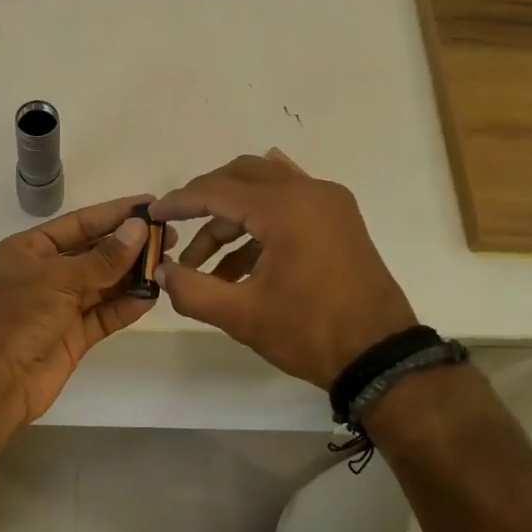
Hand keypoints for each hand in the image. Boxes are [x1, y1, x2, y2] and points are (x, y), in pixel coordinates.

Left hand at [0, 195, 160, 428]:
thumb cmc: (17, 317)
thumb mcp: (59, 279)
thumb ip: (102, 258)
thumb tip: (138, 229)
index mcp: (30, 250)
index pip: (79, 224)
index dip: (114, 214)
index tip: (150, 205)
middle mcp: (46, 274)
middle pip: (94, 253)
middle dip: (129, 245)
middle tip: (169, 236)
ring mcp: (60, 306)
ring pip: (103, 284)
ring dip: (132, 275)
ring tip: (168, 262)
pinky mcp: (73, 336)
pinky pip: (105, 315)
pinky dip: (127, 305)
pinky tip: (152, 295)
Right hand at [150, 151, 416, 390]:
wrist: (380, 356)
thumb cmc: (309, 332)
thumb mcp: (241, 315)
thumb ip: (191, 289)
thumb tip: (161, 271)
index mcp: (286, 208)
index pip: (217, 190)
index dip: (179, 202)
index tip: (151, 216)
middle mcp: (310, 192)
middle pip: (241, 175)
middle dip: (204, 200)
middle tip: (177, 229)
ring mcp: (329, 204)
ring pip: (264, 189)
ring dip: (230, 219)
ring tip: (205, 266)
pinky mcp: (338, 220)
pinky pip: (288, 204)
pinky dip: (258, 223)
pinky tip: (238, 254)